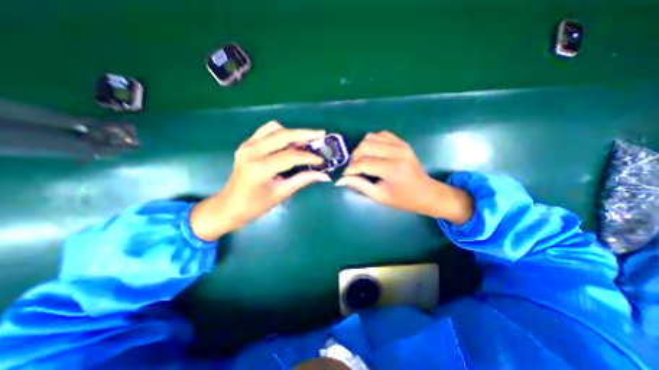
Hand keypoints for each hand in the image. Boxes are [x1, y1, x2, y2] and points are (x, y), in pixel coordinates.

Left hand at [190, 122, 329, 239]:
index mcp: (260, 169)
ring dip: (293, 132)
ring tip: (306, 141)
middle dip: (305, 134)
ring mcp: (247, 146)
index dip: (309, 157)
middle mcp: (252, 152)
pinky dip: (280, 132)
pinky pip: (265, 131)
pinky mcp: (246, 144)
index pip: (291, 156)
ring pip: (274, 129)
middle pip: (283, 135)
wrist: (229, 205)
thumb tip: (324, 175)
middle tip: (321, 135)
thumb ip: (303, 180)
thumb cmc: (255, 205)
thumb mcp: (281, 194)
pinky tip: (289, 141)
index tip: (322, 160)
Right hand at [335, 131, 473, 223]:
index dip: (350, 169)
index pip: (363, 163)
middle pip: (365, 146)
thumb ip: (360, 185)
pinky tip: (372, 153)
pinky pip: (381, 135)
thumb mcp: (380, 196)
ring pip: (371, 137)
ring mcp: (401, 145)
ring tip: (361, 161)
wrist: (427, 192)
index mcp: (392, 169)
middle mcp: (397, 152)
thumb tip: (341, 180)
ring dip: (361, 148)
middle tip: (353, 169)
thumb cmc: (404, 199)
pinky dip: (372, 142)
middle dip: (354, 157)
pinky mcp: (402, 142)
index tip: (344, 176)